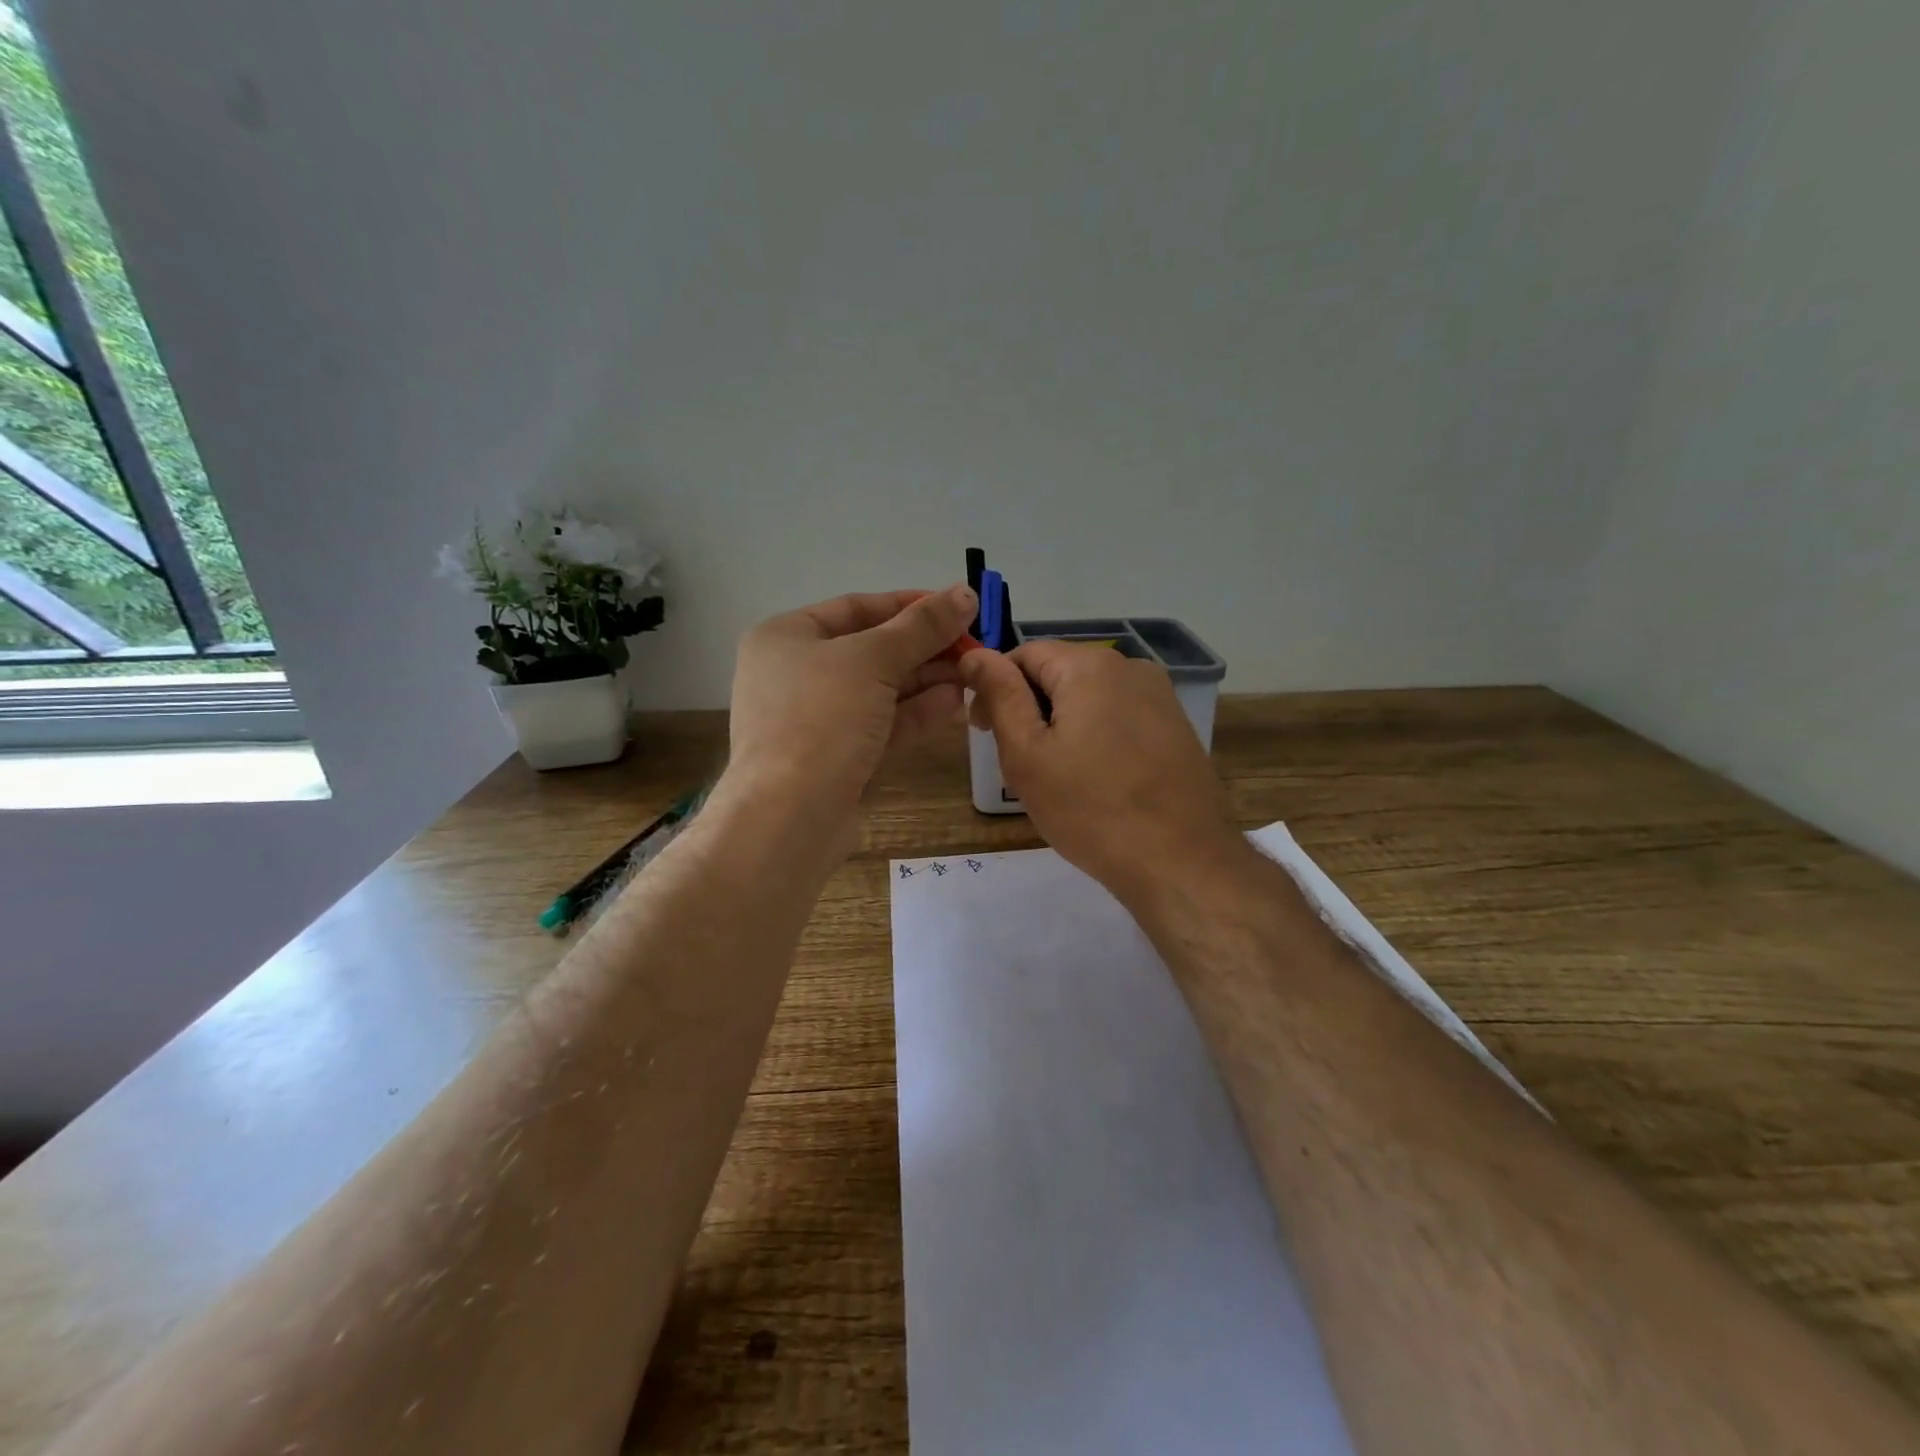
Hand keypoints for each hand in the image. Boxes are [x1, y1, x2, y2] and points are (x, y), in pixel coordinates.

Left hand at [727, 584, 977, 830]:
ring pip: (880, 691)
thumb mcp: (874, 660)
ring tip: (973, 673)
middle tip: (975, 646)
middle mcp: (796, 673)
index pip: (858, 607)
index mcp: (787, 636)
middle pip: (872, 650)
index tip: (959, 606)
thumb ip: (923, 626)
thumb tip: (965, 592)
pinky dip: (915, 713)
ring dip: (927, 681)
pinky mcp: (835, 757)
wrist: (789, 816)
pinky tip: (954, 704)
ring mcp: (815, 719)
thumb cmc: (821, 718)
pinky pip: (880, 724)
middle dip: (925, 648)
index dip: (911, 604)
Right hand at [960, 642, 1243, 900]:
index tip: (983, 731)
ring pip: (1090, 696)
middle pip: (1060, 672)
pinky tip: (1094, 780)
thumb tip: (974, 654)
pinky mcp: (1176, 727)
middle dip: (1029, 708)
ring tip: (1056, 777)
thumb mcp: (1028, 754)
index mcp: (1090, 666)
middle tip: (1017, 763)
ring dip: (1062, 724)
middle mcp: (1131, 667)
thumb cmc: (1090, 810)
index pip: (1024, 653)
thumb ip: (1000, 695)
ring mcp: (1161, 697)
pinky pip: (1119, 717)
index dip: (995, 686)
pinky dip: (1095, 736)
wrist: (1180, 863)